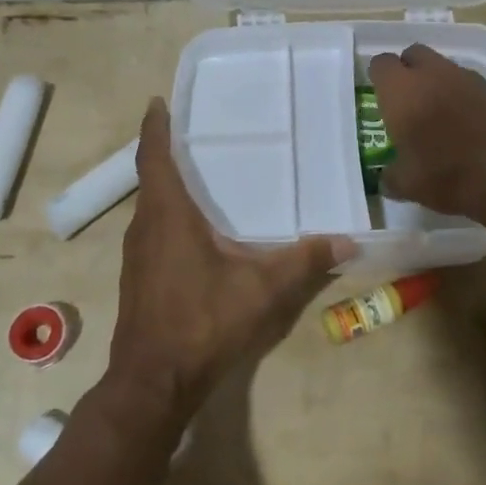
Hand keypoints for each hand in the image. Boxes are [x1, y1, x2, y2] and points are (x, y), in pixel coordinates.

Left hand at [106, 99, 351, 427]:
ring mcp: (136, 255)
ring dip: (167, 186)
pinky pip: (152, 230)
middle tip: (196, 133)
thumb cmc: (203, 322)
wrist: (153, 382)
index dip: (154, 127)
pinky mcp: (138, 277)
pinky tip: (195, 229)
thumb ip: (304, 261)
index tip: (158, 102)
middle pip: (151, 178)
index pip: (153, 157)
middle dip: (167, 152)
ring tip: (200, 174)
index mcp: (167, 216)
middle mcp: (145, 227)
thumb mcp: (262, 289)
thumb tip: (348, 241)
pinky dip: (168, 216)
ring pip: (150, 207)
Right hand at [367, 44, 485, 216]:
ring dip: (433, 80)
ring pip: (441, 65)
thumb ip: (391, 175)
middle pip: (413, 54)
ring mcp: (462, 77)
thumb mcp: (407, 184)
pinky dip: (457, 93)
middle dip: (407, 70)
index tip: (378, 96)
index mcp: (400, 90)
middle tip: (405, 99)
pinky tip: (461, 120)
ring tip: (435, 111)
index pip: (380, 64)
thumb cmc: (446, 173)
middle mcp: (430, 73)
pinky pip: (464, 81)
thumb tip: (386, 177)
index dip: (378, 77)